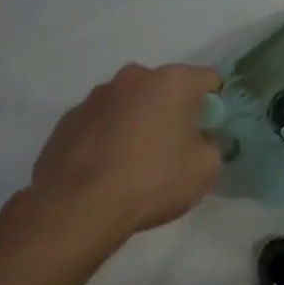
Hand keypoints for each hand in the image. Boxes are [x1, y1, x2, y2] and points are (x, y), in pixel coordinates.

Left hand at [31, 63, 223, 237]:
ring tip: (137, 162)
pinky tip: (109, 169)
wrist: (79, 207)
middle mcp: (132, 77)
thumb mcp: (206, 167)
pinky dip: (110, 138)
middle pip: (165, 88)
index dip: (216, 104)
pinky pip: (102, 123)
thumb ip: (211, 143)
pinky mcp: (67, 120)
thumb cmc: (153, 180)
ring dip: (139, 122)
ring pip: (130, 104)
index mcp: (171, 81)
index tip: (212, 130)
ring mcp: (94, 97)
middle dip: (174, 111)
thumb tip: (200, 140)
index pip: (209, 79)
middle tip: (177, 147)